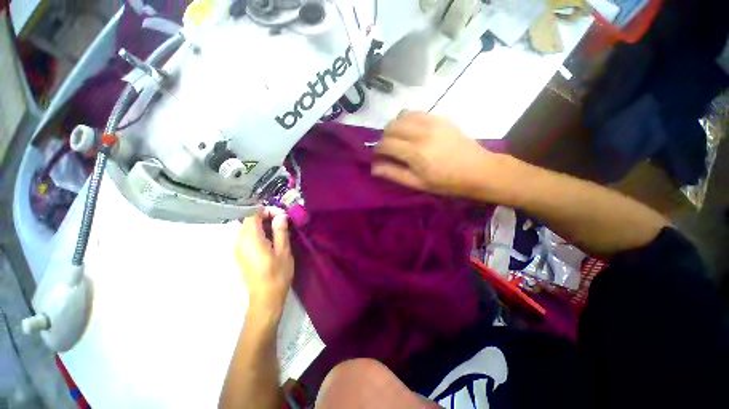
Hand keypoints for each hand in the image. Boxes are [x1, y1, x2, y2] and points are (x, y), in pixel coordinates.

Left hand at [235, 207, 293, 325]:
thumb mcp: (283, 251)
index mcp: (251, 239)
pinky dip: (258, 232)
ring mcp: (238, 249)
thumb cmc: (277, 274)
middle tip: (282, 221)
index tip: (281, 215)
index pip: (252, 214)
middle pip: (248, 220)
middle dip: (265, 216)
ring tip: (278, 229)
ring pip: (247, 228)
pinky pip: (246, 237)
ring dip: (262, 224)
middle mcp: (240, 242)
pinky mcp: (240, 255)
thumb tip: (281, 215)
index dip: (267, 210)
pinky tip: (270, 239)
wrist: (265, 298)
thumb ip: (280, 231)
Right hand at [372, 111, 497, 198]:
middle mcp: (422, 132)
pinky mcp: (441, 117)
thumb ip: (394, 174)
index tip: (378, 156)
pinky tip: (413, 131)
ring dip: (395, 126)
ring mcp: (433, 121)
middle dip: (385, 137)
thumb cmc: (446, 183)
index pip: (386, 144)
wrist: (478, 170)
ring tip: (399, 138)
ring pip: (402, 115)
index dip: (378, 150)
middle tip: (388, 148)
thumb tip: (374, 168)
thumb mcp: (417, 183)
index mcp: (415, 153)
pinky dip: (409, 120)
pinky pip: (417, 112)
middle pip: (392, 126)